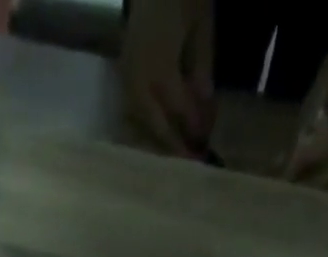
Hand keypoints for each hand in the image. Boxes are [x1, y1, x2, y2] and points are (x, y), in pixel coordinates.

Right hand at [119, 0, 214, 157]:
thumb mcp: (201, 23)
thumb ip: (201, 67)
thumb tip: (204, 105)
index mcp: (160, 68)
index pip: (179, 109)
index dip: (193, 128)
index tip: (205, 147)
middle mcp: (139, 81)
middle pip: (157, 126)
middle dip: (175, 146)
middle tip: (190, 162)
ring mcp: (127, 79)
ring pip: (143, 122)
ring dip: (160, 139)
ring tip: (176, 151)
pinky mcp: (122, 75)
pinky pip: (135, 110)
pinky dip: (149, 124)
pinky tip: (161, 130)